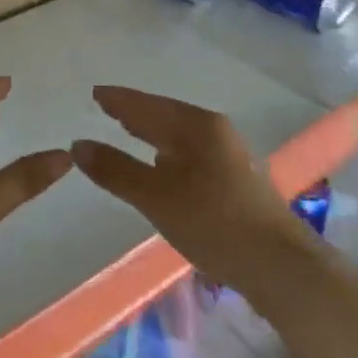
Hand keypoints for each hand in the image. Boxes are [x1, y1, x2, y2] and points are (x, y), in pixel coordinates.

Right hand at [72, 86, 302, 289]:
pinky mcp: (234, 178)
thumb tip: (78, 145)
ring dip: (152, 132)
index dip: (119, 100)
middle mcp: (214, 131)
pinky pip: (190, 152)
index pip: (147, 105)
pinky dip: (167, 151)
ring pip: (179, 135)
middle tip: (106, 107)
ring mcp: (228, 154)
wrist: (278, 265)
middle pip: (165, 115)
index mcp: (196, 125)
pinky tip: (161, 164)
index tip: (95, 93)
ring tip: (127, 131)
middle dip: (135, 113)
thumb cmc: (213, 222)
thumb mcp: (155, 197)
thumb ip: (116, 170)